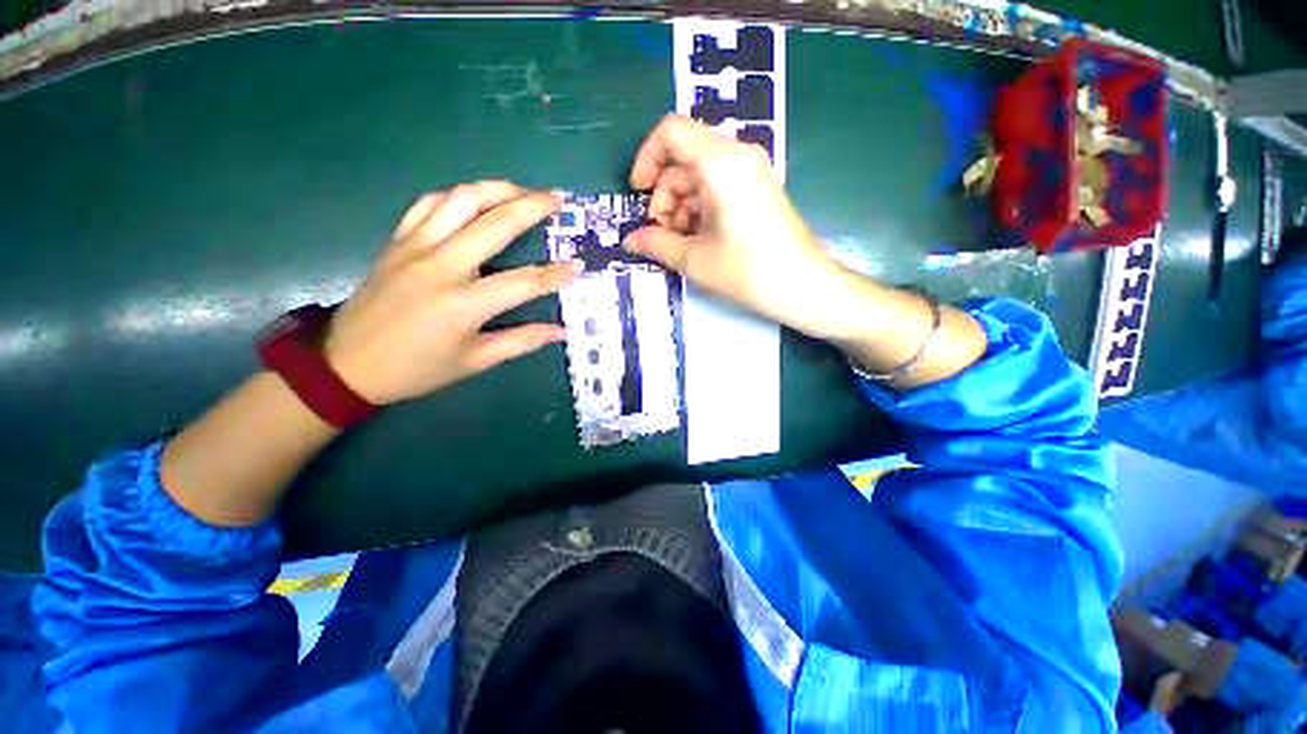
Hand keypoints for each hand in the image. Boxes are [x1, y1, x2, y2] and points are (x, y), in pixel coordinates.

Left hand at [323, 181, 580, 404]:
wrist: (346, 364)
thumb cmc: (416, 369)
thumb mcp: (474, 362)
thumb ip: (521, 341)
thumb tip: (561, 331)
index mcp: (464, 304)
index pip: (524, 282)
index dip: (556, 274)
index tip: (579, 266)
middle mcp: (442, 266)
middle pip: (495, 223)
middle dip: (533, 206)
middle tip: (558, 198)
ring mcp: (415, 247)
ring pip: (460, 200)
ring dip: (497, 189)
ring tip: (523, 189)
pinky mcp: (397, 241)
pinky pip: (428, 204)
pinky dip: (456, 195)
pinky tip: (476, 197)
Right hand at [623, 114, 849, 339]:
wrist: (804, 286)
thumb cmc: (748, 271)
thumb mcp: (695, 259)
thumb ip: (656, 244)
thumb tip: (630, 241)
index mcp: (721, 162)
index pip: (671, 132)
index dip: (647, 158)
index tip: (639, 193)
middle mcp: (738, 156)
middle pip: (684, 159)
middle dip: (664, 196)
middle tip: (662, 235)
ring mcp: (751, 172)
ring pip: (699, 176)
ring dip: (681, 208)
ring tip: (681, 245)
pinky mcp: (757, 190)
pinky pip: (718, 188)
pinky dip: (700, 210)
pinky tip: (700, 241)